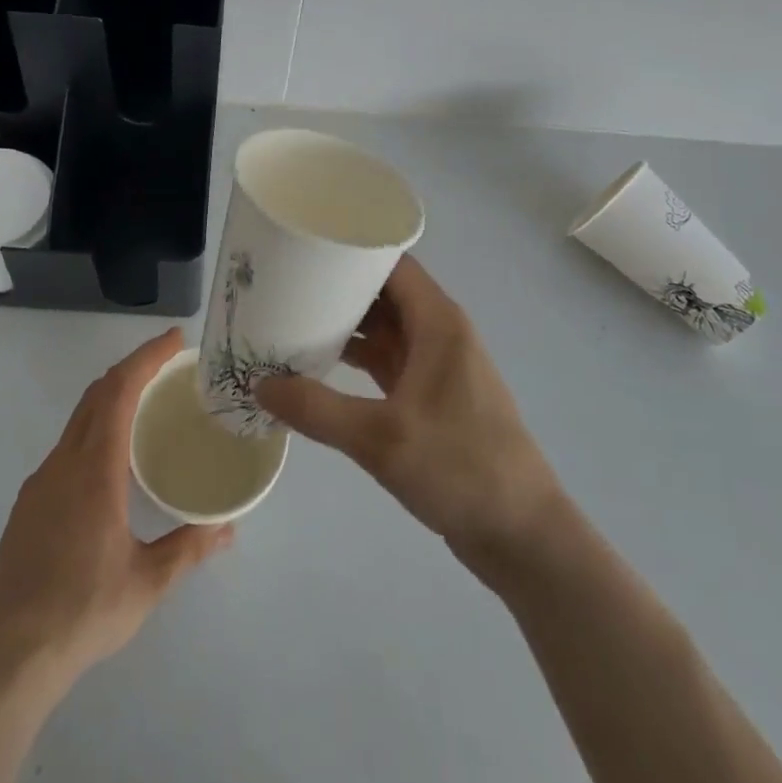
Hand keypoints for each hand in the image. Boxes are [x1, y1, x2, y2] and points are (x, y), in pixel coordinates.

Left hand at [0, 328, 233, 686]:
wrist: (6, 659)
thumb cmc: (82, 613)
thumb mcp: (147, 583)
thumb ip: (189, 548)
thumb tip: (228, 528)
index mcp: (94, 470)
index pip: (119, 391)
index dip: (146, 357)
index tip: (174, 340)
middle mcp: (63, 463)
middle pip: (97, 394)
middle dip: (132, 368)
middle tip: (168, 363)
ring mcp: (40, 482)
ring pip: (78, 419)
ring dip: (112, 397)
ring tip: (147, 404)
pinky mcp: (28, 504)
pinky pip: (66, 446)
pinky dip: (94, 428)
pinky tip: (111, 460)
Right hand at [255, 256, 564, 567]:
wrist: (522, 535)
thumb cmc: (460, 468)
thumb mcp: (381, 438)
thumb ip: (317, 410)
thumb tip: (259, 385)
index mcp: (438, 322)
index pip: (391, 263)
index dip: (351, 250)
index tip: (304, 247)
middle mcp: (439, 333)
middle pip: (383, 293)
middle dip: (337, 288)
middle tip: (284, 283)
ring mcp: (436, 366)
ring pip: (384, 328)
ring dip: (344, 325)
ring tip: (290, 318)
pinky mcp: (432, 397)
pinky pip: (387, 361)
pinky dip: (355, 359)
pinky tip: (317, 366)